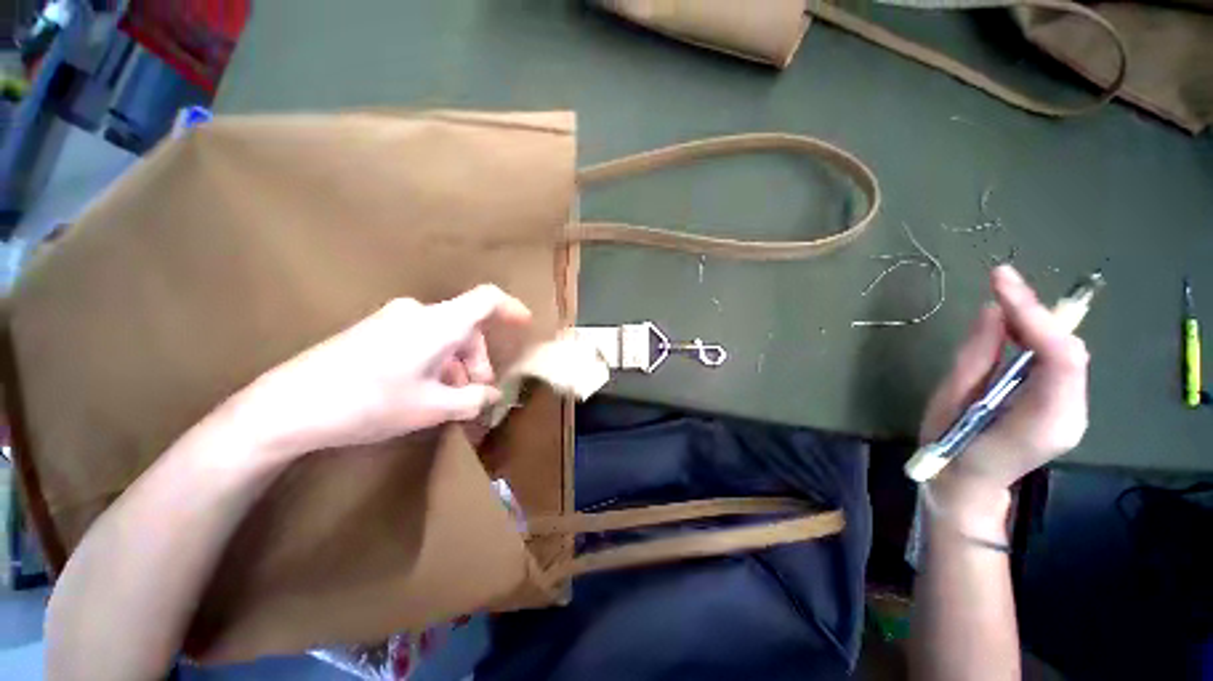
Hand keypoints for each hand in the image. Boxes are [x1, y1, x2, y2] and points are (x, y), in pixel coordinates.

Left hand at [248, 285, 531, 455]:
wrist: (288, 406)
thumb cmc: (370, 403)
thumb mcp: (432, 408)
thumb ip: (472, 400)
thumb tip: (491, 395)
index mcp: (439, 324)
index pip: (486, 300)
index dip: (511, 308)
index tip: (525, 325)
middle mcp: (418, 313)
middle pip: (465, 327)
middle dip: (478, 360)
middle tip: (476, 393)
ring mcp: (393, 320)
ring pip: (443, 336)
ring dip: (456, 365)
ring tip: (450, 399)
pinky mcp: (374, 331)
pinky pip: (420, 339)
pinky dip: (435, 361)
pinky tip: (423, 390)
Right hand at [920, 266, 1089, 497]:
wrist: (968, 484)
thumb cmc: (950, 448)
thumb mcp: (951, 402)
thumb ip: (976, 357)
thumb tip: (992, 311)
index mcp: (1044, 420)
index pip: (1058, 357)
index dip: (1033, 314)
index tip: (1000, 280)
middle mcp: (1071, 413)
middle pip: (1067, 350)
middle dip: (1035, 314)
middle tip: (1000, 285)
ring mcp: (1072, 410)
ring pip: (1066, 353)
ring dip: (1036, 324)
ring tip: (1005, 302)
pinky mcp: (1064, 405)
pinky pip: (1059, 362)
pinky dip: (1037, 338)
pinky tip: (1014, 330)